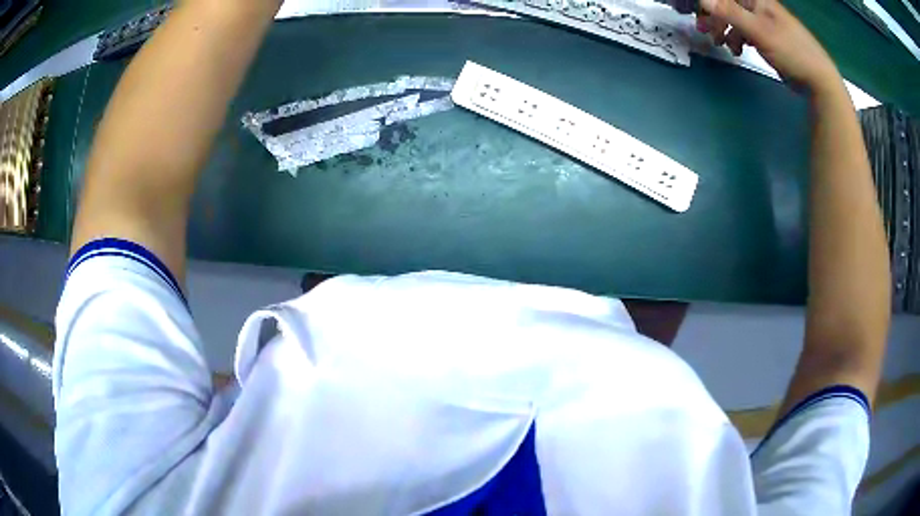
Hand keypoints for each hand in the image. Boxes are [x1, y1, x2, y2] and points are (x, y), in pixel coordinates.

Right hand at [696, 0, 841, 93]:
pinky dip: (737, 39)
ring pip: (735, 19)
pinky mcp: (768, 39)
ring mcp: (764, 23)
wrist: (819, 81)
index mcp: (757, 0)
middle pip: (728, 5)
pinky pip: (745, 32)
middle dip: (714, 16)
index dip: (709, 4)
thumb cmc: (792, 52)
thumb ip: (731, 12)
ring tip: (721, 45)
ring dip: (724, 29)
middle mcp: (758, 7)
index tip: (697, 14)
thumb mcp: (760, 31)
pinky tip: (737, 51)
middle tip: (703, 30)